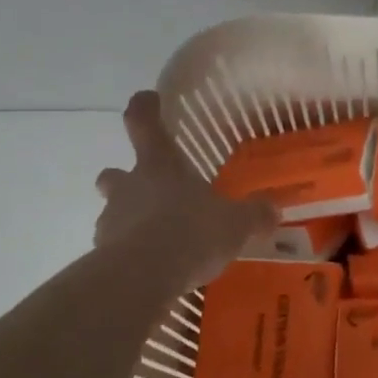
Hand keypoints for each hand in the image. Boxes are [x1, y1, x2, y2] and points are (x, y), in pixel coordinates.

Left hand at [94, 91, 275, 291]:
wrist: (142, 277)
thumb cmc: (190, 233)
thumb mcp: (236, 223)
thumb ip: (254, 214)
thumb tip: (274, 208)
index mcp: (160, 166)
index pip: (144, 122)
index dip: (145, 108)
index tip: (148, 100)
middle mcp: (130, 186)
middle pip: (115, 172)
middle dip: (124, 177)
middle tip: (147, 189)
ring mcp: (112, 220)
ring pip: (114, 211)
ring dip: (130, 219)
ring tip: (159, 240)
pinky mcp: (103, 254)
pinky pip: (117, 247)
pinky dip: (131, 253)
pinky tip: (154, 269)